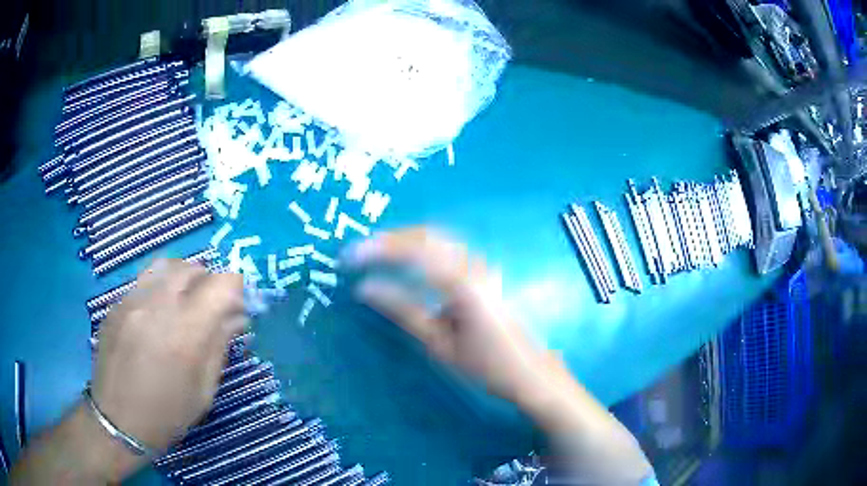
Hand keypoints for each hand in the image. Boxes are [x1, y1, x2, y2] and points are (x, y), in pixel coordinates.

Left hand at [92, 259, 246, 453]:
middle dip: (208, 282)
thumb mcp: (203, 391)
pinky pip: (145, 281)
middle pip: (192, 267)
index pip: (221, 284)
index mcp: (185, 334)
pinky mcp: (117, 303)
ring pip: (166, 265)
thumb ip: (219, 346)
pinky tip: (157, 316)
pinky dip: (160, 289)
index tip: (236, 306)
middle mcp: (157, 306)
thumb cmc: (167, 415)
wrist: (117, 421)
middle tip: (211, 307)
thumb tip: (236, 317)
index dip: (235, 289)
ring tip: (184, 303)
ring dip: (183, 279)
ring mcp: (132, 300)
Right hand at [341, 227, 550, 403]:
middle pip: (427, 236)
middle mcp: (474, 266)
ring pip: (438, 239)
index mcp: (463, 284)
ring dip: (405, 241)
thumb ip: (402, 311)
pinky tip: (407, 263)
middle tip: (359, 252)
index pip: (414, 252)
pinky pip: (448, 250)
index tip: (349, 257)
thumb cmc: (486, 365)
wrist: (529, 373)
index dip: (378, 250)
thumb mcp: (439, 344)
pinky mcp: (484, 273)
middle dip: (389, 239)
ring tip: (376, 254)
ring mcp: (482, 267)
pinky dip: (421, 249)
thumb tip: (365, 289)